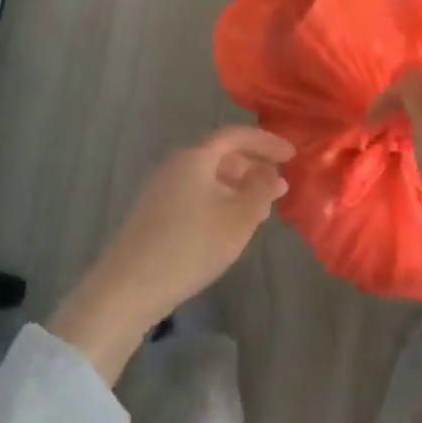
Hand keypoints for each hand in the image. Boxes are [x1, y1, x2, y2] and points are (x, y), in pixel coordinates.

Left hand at [48, 126, 293, 382]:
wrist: (129, 287)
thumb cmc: (191, 246)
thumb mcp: (238, 219)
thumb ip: (261, 192)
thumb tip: (273, 175)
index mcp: (195, 158)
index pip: (235, 135)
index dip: (266, 142)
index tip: (292, 155)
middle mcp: (175, 165)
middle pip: (220, 155)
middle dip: (252, 167)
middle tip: (278, 186)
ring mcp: (161, 188)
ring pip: (208, 177)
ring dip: (237, 187)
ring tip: (260, 209)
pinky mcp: (154, 212)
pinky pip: (195, 193)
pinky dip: (219, 200)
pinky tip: (229, 225)